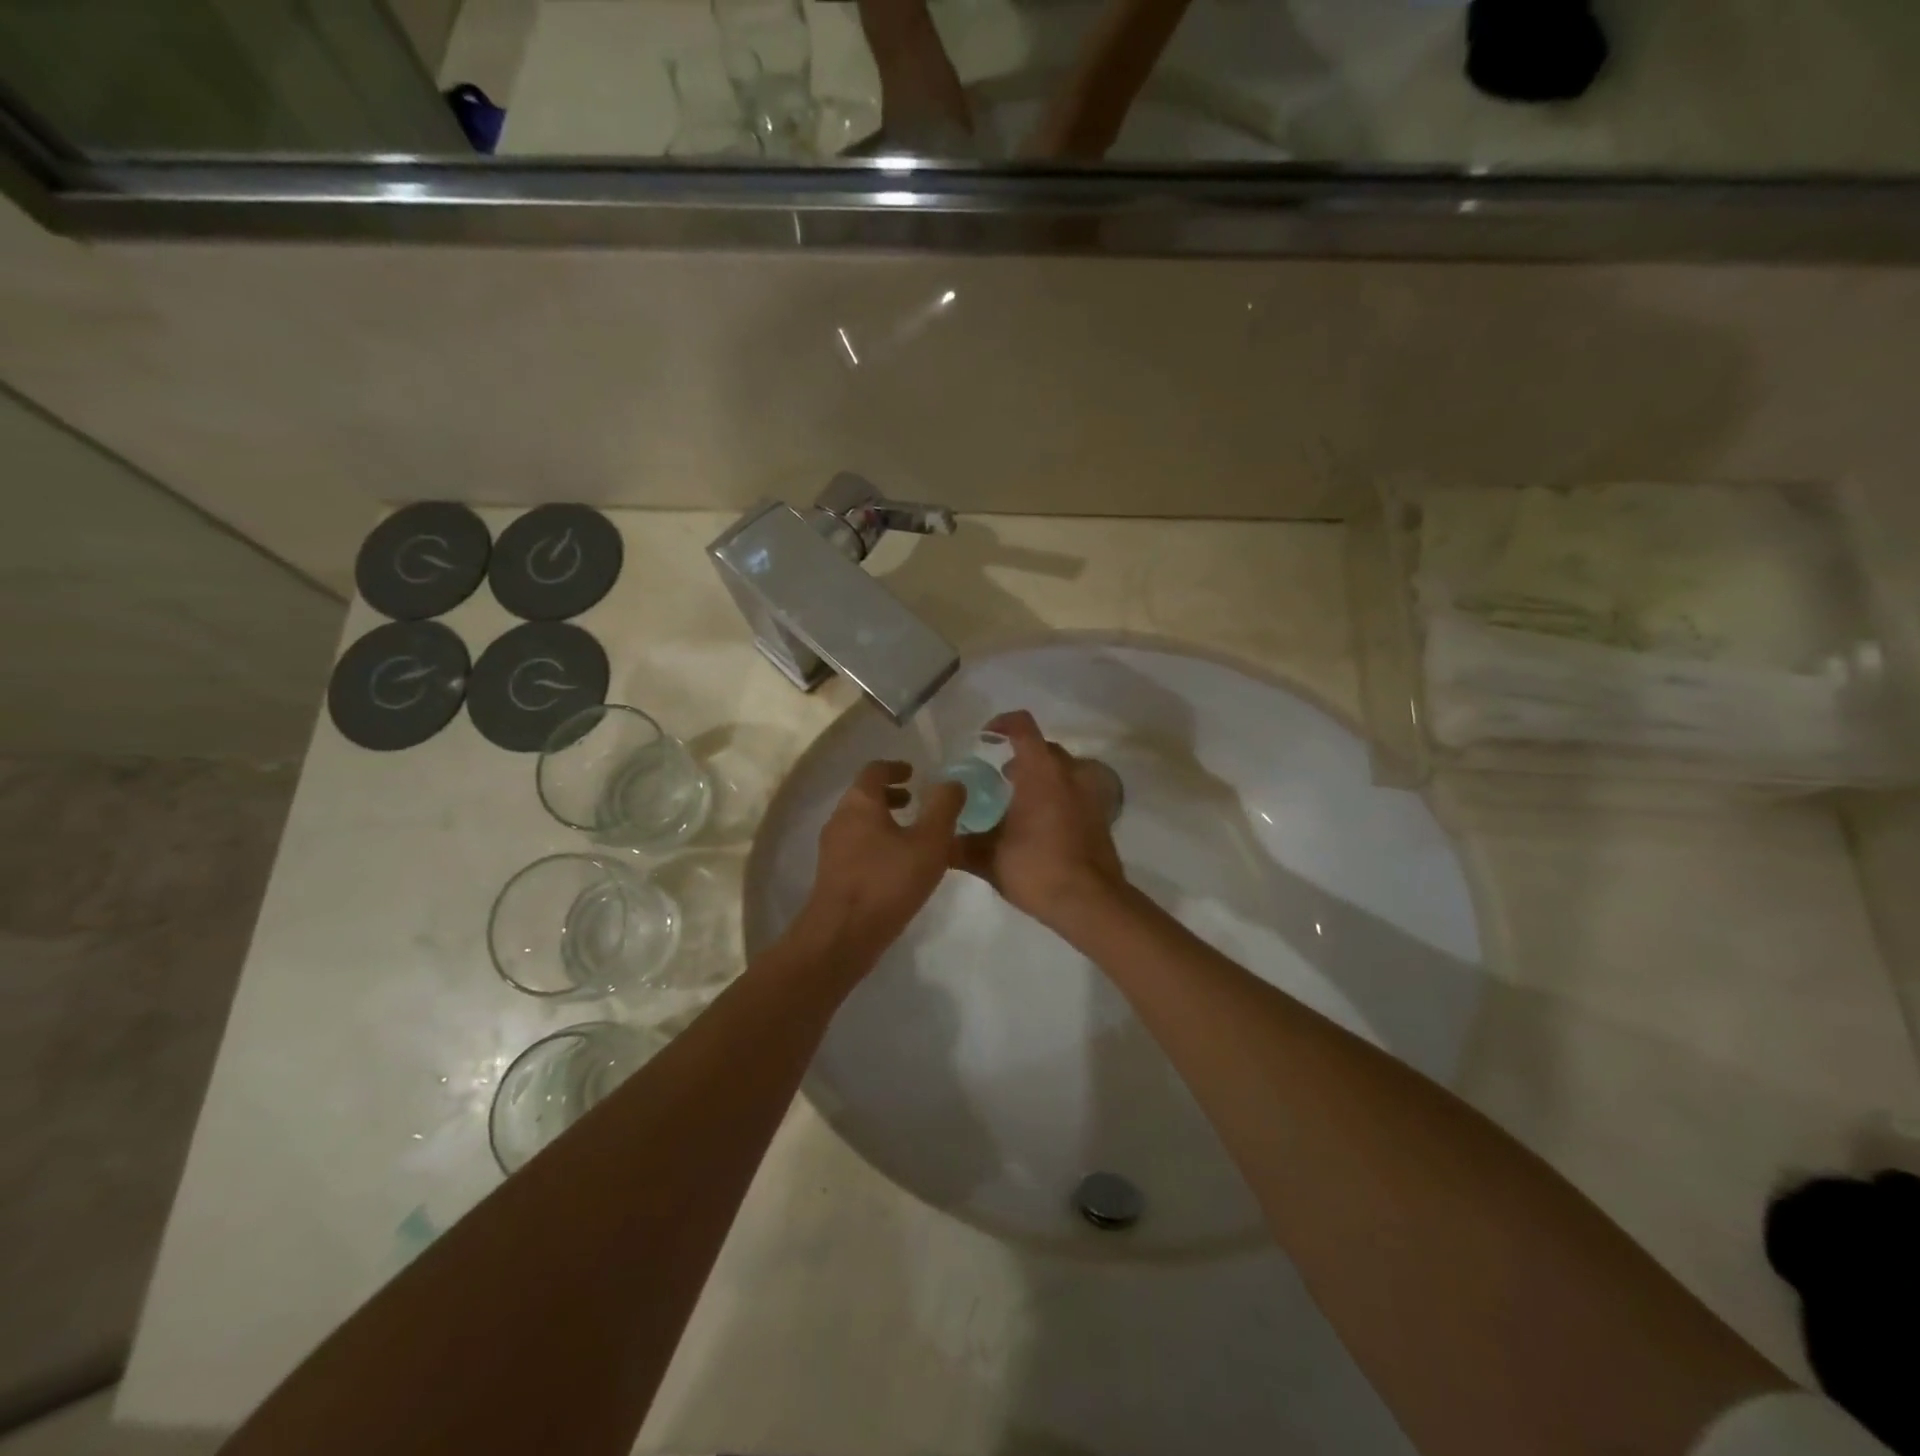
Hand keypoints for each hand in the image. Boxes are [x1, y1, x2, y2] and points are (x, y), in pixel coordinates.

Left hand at [797, 759, 965, 971]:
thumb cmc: (888, 881)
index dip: (896, 767)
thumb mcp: (929, 842)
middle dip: (891, 795)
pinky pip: (857, 846)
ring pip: (860, 822)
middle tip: (916, 802)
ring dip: (885, 821)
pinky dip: (877, 843)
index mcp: (859, 802)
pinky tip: (898, 866)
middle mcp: (840, 818)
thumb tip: (952, 783)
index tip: (914, 773)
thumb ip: (944, 808)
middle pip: (865, 795)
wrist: (843, 935)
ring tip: (912, 836)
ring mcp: (832, 848)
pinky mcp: (833, 874)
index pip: (874, 770)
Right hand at [949, 710, 1126, 930]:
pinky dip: (1058, 796)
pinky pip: (1076, 792)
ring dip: (1041, 776)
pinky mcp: (1101, 816)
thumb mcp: (989, 859)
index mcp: (1040, 772)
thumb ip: (960, 846)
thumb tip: (937, 843)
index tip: (985, 736)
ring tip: (1019, 802)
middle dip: (1020, 755)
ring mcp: (1090, 794)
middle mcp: (1069, 774)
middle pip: (1044, 748)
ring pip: (1063, 770)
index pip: (1022, 726)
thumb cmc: (1037, 869)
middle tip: (998, 778)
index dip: (1002, 723)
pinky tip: (1041, 825)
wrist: (1090, 902)